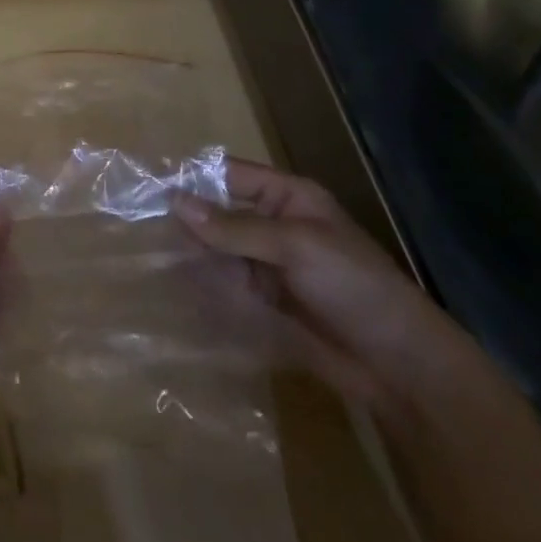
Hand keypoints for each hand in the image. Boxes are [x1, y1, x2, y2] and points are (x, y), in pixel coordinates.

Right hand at [173, 157, 473, 413]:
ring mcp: (267, 263)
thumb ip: (234, 227)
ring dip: (190, 254)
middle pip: (217, 212)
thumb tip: (175, 202)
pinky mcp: (263, 300)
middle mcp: (272, 224)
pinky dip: (202, 284)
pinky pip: (224, 283)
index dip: (192, 178)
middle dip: (186, 220)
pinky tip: (175, 287)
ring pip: (216, 249)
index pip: (228, 175)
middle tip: (140, 228)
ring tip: (149, 258)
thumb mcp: (295, 246)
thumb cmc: (354, 286)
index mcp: (287, 197)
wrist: (400, 367)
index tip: (149, 187)